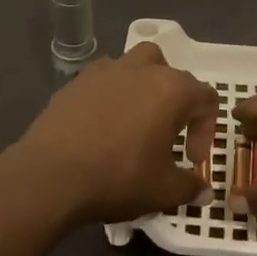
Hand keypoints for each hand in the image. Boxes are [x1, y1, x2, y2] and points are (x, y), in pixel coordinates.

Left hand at [8, 43, 219, 224]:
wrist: (50, 175)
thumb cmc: (118, 177)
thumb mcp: (163, 191)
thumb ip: (190, 187)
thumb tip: (204, 191)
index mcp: (171, 90)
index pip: (205, 98)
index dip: (206, 129)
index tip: (191, 158)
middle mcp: (141, 69)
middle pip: (171, 73)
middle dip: (176, 102)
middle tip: (167, 135)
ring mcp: (105, 71)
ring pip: (135, 65)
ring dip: (143, 87)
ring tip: (136, 120)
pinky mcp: (75, 81)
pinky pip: (104, 80)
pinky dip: (111, 94)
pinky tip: (102, 124)